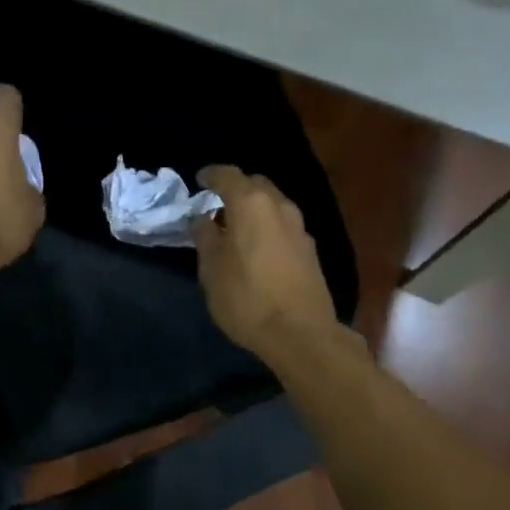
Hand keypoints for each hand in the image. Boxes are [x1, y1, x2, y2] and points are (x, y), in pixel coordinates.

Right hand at [190, 165, 342, 365]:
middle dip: (235, 188)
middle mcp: (279, 206)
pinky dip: (267, 225)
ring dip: (254, 208)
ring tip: (235, 227)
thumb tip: (202, 218)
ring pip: (272, 204)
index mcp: (250, 203)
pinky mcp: (310, 249)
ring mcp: (299, 227)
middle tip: (216, 204)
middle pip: (255, 184)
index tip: (199, 180)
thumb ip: (205, 236)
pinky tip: (257, 246)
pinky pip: (283, 224)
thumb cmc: (246, 298)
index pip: (227, 175)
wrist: (301, 334)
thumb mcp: (211, 268)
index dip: (211, 175)